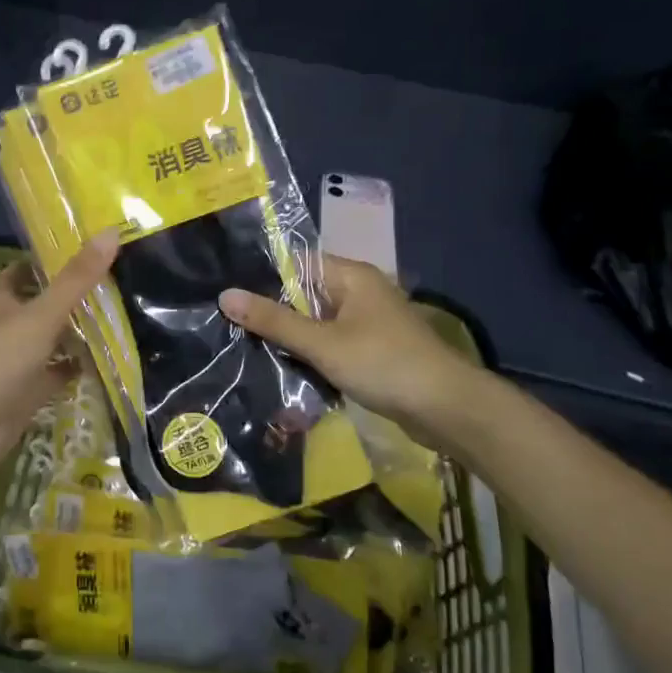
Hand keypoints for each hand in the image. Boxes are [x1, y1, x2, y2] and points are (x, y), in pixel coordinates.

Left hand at [0, 234, 119, 480]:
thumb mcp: (42, 313)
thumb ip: (77, 278)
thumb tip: (111, 232)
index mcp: (2, 301)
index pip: (22, 270)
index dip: (47, 260)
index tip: (84, 250)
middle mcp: (8, 326)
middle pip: (42, 304)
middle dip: (72, 295)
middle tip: (115, 282)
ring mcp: (18, 361)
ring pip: (52, 339)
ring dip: (78, 332)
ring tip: (121, 316)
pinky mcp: (29, 391)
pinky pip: (58, 374)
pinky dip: (78, 368)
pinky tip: (108, 360)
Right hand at [219, 254, 490, 443]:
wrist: (446, 408)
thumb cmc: (383, 364)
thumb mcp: (322, 343)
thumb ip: (274, 321)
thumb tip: (225, 295)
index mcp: (351, 276)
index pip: (297, 263)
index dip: (263, 278)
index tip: (228, 296)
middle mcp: (360, 292)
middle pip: (305, 294)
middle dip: (273, 313)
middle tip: (229, 326)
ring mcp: (368, 323)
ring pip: (317, 323)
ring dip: (292, 338)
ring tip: (247, 348)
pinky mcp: (372, 351)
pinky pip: (331, 344)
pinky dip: (312, 355)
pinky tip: (284, 369)